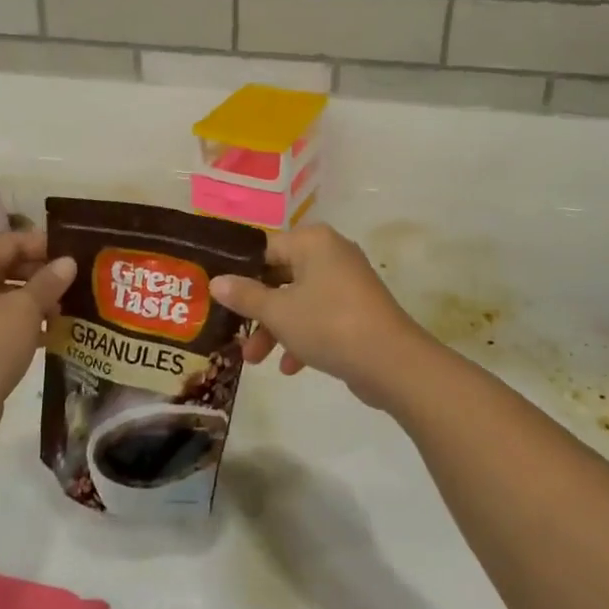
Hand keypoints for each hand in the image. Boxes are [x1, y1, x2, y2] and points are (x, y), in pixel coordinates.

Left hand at [0, 230, 75, 460]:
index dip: (43, 244)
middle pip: (8, 267)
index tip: (75, 254)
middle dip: (43, 274)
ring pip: (7, 297)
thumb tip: (68, 262)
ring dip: (38, 301)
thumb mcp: (25, 310)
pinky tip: (53, 335)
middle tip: (78, 283)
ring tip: (70, 310)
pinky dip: (27, 324)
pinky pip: (2, 323)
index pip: (10, 242)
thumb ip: (48, 282)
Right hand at [209, 223, 435, 409]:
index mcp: (312, 241)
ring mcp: (348, 282)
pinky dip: (302, 336)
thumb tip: (216, 282)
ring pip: (299, 300)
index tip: (218, 296)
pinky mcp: (358, 309)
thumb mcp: (278, 312)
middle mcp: (332, 253)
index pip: (265, 249)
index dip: (239, 272)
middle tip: (234, 333)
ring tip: (255, 360)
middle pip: (281, 276)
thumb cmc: (328, 324)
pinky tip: (290, 367)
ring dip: (276, 328)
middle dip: (257, 310)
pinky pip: (320, 316)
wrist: (391, 362)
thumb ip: (245, 295)